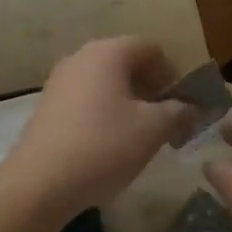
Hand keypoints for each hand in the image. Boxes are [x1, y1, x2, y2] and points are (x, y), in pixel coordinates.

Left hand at [2, 37, 188, 215]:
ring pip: (104, 81)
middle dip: (150, 87)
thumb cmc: (104, 146)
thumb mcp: (153, 130)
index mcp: (107, 52)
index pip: (150, 49)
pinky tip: (108, 143)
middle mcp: (80, 57)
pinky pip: (85, 98)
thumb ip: (178, 112)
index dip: (172, 73)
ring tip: (139, 133)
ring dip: (127, 100)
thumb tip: (191, 108)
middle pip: (125, 62)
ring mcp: (59, 80)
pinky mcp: (47, 106)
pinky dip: (103, 111)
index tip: (182, 104)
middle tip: (165, 119)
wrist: (41, 182)